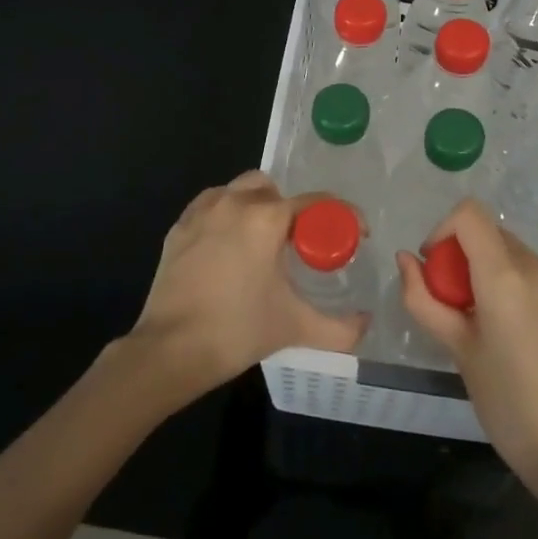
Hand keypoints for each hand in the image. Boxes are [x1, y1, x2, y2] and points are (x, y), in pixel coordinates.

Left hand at [125, 171, 366, 404]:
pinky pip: (210, 205)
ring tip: (262, 244)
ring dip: (257, 207)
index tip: (354, 236)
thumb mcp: (297, 327)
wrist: (172, 349)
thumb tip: (365, 323)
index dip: (342, 217)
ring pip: (239, 190)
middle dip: (291, 211)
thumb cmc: (238, 331)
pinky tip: (228, 245)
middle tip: (298, 244)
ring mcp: (202, 211)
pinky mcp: (179, 226)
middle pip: (274, 190)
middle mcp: (234, 202)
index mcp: (266, 218)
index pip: (315, 202)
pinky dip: (225, 215)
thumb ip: (341, 328)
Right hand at [395, 200, 537, 504]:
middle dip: (466, 257)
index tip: (435, 267)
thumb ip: (425, 299)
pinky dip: (521, 288)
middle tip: (457, 305)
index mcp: (505, 277)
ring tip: (490, 325)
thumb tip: (406, 260)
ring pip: (517, 256)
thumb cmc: (509, 405)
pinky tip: (522, 335)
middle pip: (492, 235)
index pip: (469, 214)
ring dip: (494, 273)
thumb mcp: (458, 351)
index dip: (443, 230)